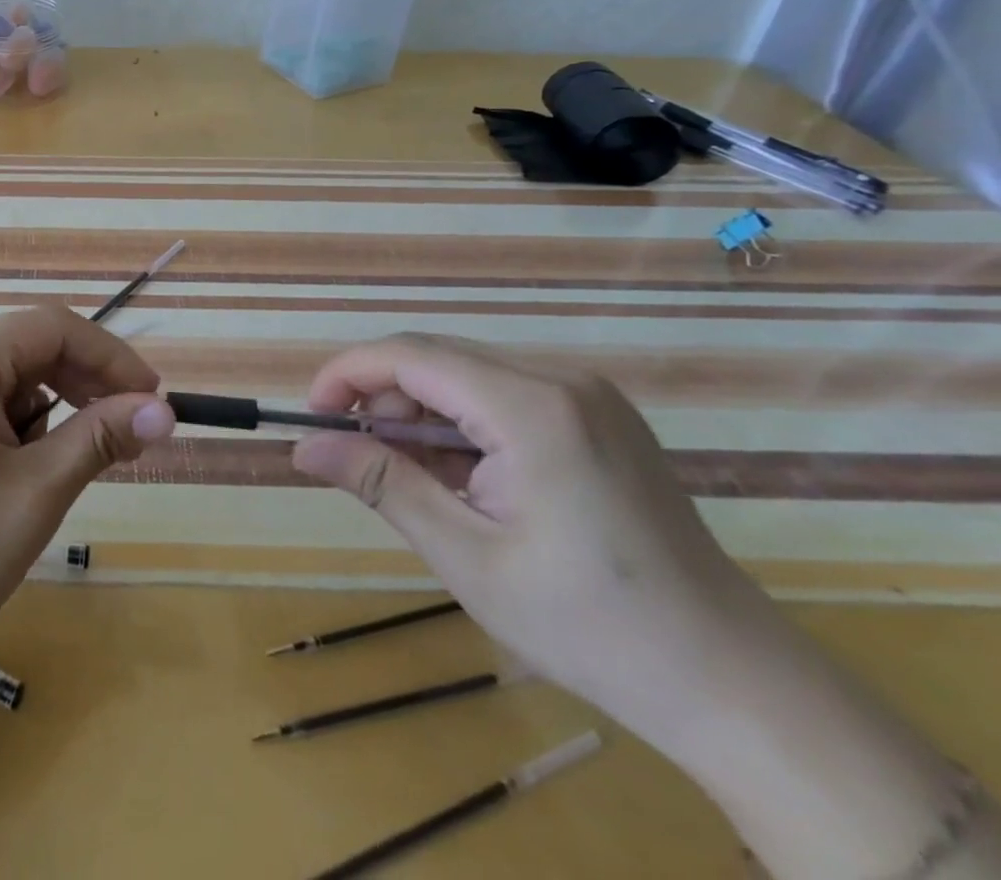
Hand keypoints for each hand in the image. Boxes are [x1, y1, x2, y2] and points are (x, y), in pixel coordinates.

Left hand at [0, 305, 173, 681]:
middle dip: (83, 387)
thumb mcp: (35, 493)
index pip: (53, 327)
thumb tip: (165, 410)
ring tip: (61, 471)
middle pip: (29, 348)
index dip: (111, 358)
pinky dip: (15, 427)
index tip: (155, 401)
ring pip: (8, 377)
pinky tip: (18, 474)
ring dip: (49, 413)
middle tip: (129, 438)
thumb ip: (101, 438)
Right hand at [289, 333, 783, 745]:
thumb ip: (380, 484)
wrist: (735, 683)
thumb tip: (303, 447)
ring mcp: (587, 395)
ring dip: (421, 415)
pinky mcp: (598, 416)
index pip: (410, 356)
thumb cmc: (591, 626)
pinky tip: (463, 479)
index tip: (311, 417)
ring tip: (414, 481)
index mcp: (531, 408)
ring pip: (466, 376)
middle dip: (383, 400)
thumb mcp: (467, 556)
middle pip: (437, 359)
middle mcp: (561, 380)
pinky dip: (462, 426)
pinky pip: (502, 395)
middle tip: (360, 461)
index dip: (347, 374)